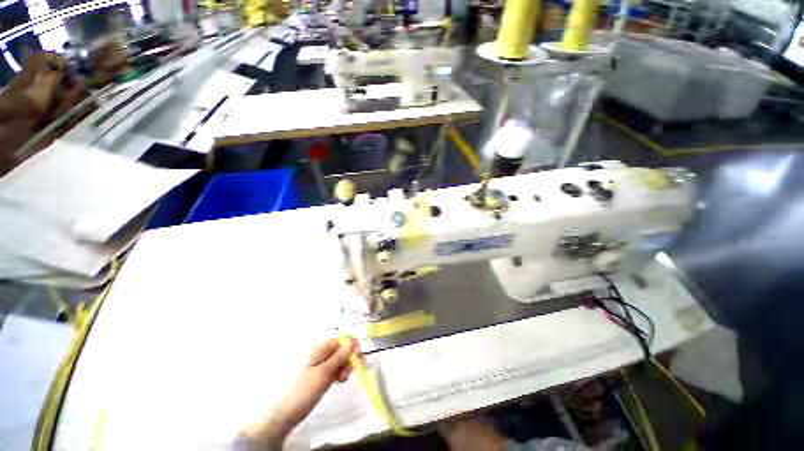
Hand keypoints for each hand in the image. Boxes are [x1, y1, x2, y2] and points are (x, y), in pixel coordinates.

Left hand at [243, 338, 356, 447]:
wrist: (283, 415)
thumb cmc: (303, 391)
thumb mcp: (324, 373)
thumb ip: (339, 356)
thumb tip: (353, 340)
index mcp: (319, 349)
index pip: (341, 340)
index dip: (351, 347)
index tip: (359, 359)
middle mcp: (320, 354)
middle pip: (340, 350)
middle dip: (348, 359)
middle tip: (350, 373)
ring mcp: (319, 365)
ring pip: (338, 361)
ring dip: (344, 368)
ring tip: (341, 380)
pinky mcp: (319, 376)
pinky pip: (333, 370)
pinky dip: (338, 374)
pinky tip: (338, 382)